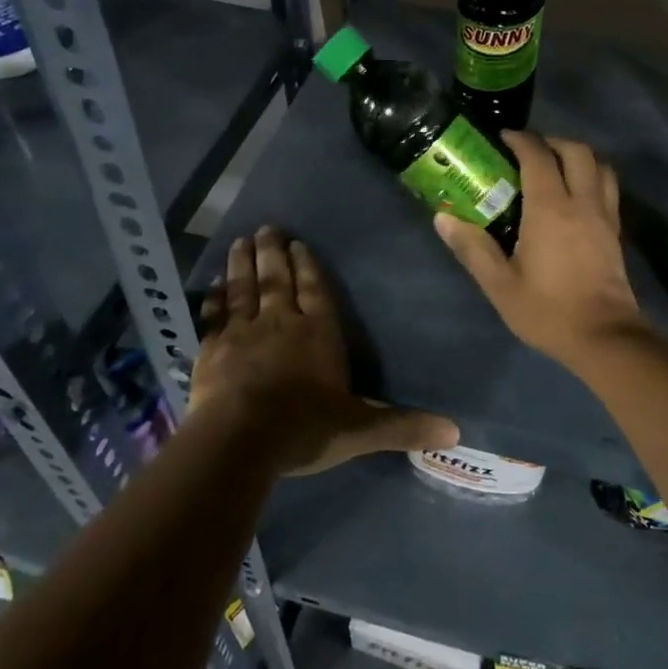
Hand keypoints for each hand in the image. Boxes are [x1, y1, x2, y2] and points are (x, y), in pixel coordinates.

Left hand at [190, 226, 457, 474]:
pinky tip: (211, 285)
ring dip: (242, 264)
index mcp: (318, 333)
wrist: (240, 441)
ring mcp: (243, 333)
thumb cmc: (304, 428)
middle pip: (277, 280)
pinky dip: (213, 299)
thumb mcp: (360, 429)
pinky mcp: (212, 350)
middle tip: (266, 227)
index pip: (315, 290)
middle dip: (273, 253)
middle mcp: (281, 322)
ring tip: (240, 241)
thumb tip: (455, 431)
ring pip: (244, 289)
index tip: (298, 243)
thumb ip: (402, 426)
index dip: (308, 266)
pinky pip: (214, 316)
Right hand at [434, 133, 647, 370]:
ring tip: (555, 167)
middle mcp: (581, 202)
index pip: (538, 156)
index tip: (502, 139)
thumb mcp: (500, 285)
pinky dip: (593, 177)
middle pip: (576, 151)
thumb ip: (472, 248)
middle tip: (528, 151)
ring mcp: (604, 215)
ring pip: (600, 165)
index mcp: (550, 208)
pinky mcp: (616, 231)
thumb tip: (442, 218)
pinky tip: (575, 196)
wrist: (604, 337)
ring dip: (577, 156)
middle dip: (551, 141)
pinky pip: (608, 188)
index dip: (520, 140)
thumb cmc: (548, 310)